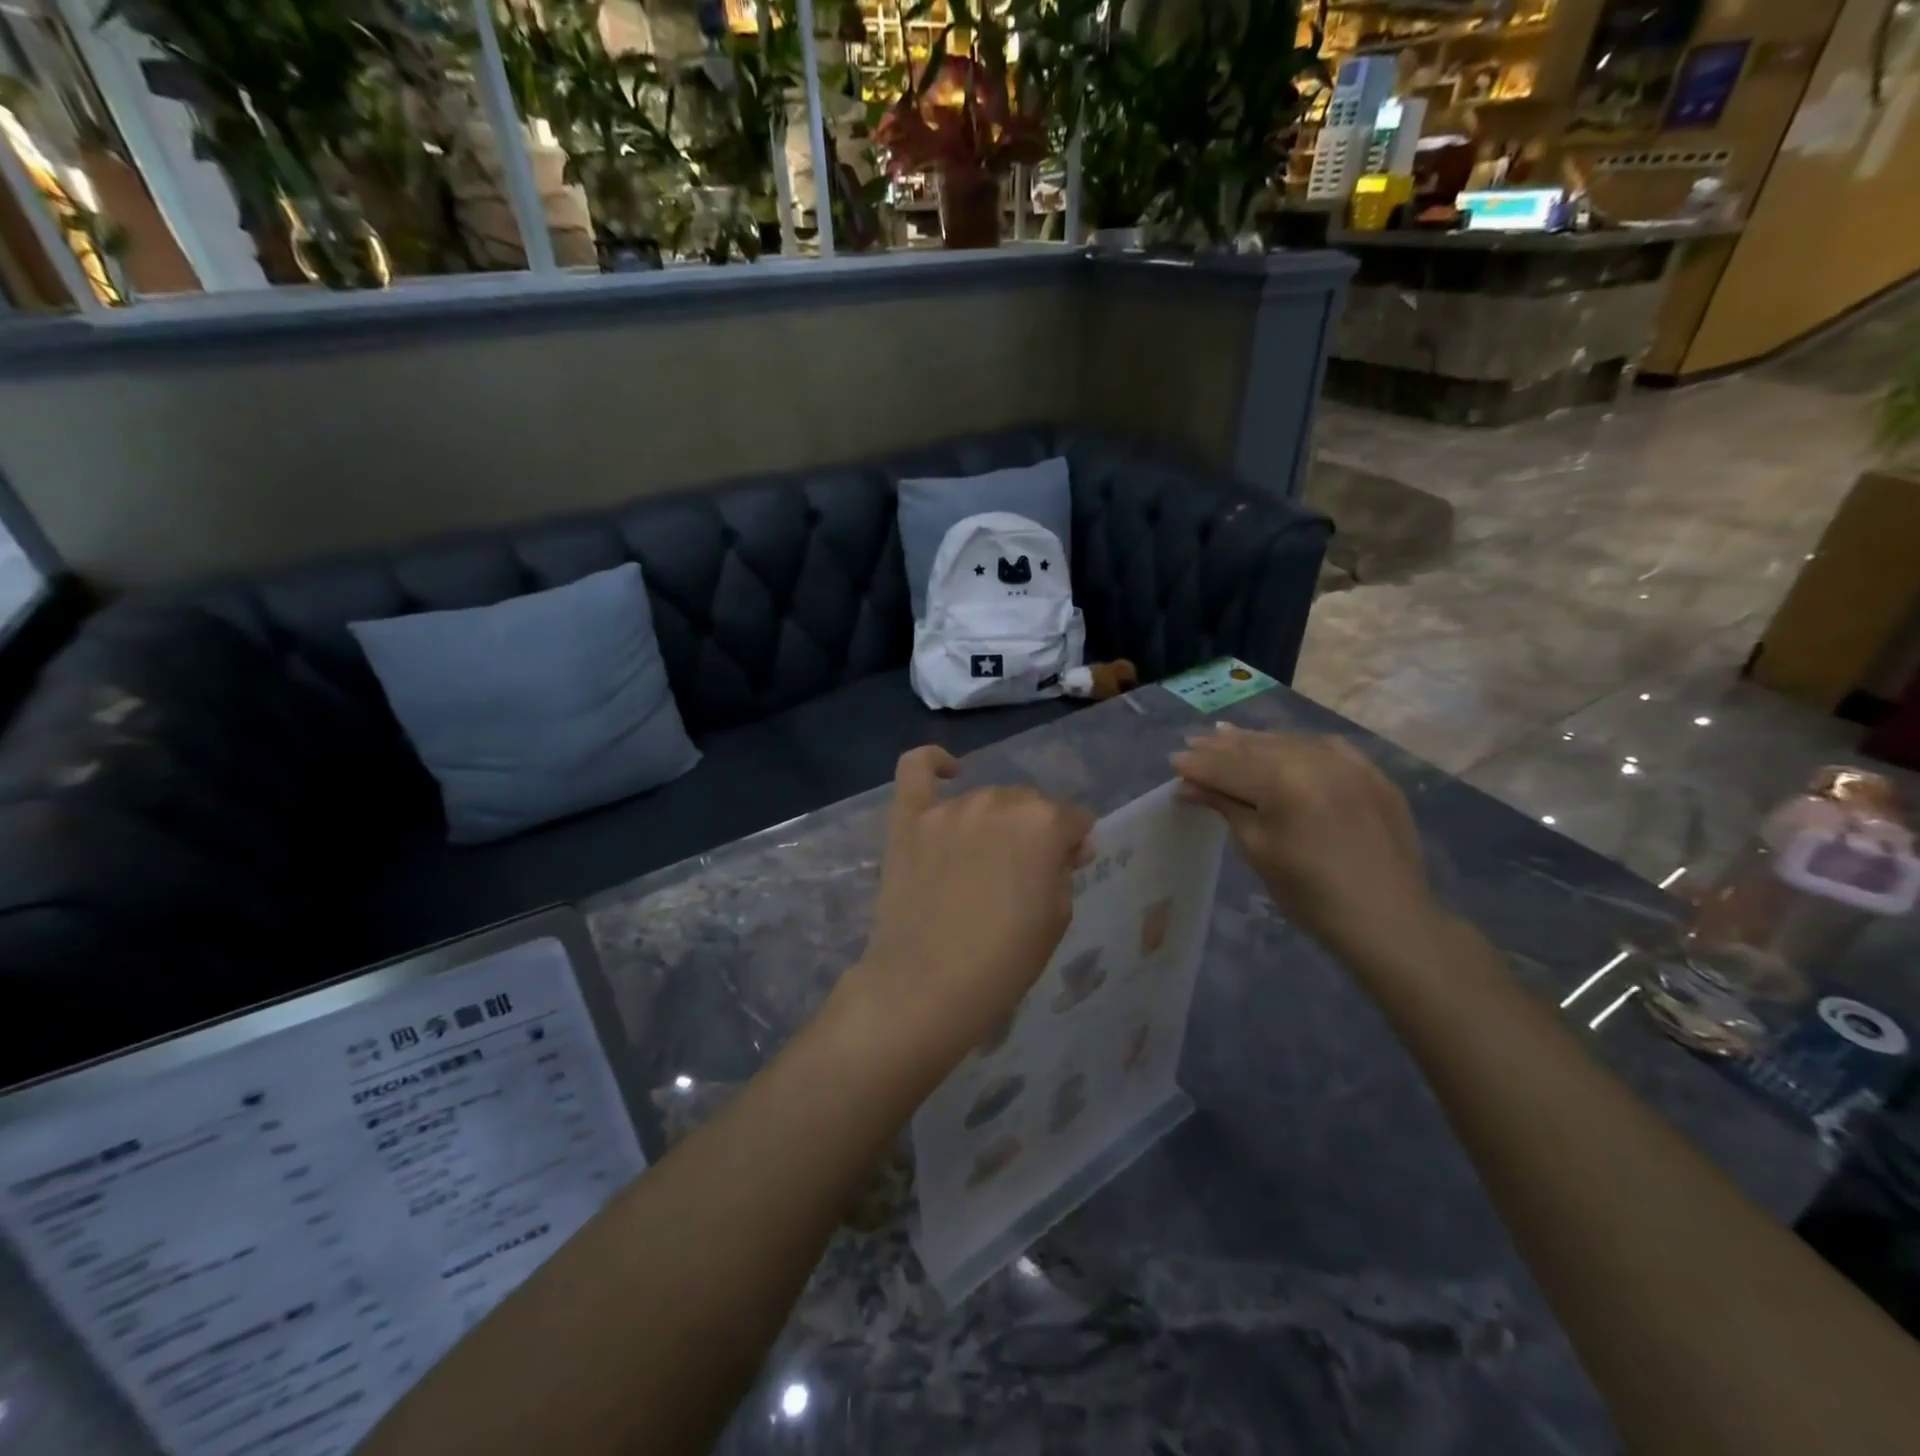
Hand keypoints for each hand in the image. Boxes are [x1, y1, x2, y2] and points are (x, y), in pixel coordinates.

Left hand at [843, 747, 1092, 1074]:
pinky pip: (916, 770)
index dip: (1075, 844)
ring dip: (994, 821)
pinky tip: (947, 769)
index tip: (1068, 868)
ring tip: (984, 860)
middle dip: (1035, 831)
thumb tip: (1065, 847)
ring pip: (984, 798)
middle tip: (1023, 873)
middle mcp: (998, 802)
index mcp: (1043, 823)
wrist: (928, 986)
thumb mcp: (1058, 918)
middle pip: (1027, 804)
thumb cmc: (1004, 961)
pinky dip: (932, 763)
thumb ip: (1064, 870)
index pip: (1073, 818)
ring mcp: (948, 808)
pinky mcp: (908, 819)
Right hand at [1170, 727, 1443, 963]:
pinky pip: (1327, 748)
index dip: (1198, 764)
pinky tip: (1286, 745)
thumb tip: (1189, 785)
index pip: (1228, 766)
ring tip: (1227, 736)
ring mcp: (1349, 763)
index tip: (1174, 760)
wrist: (1388, 919)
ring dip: (1256, 742)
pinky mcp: (1373, 774)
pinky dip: (1298, 745)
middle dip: (1222, 747)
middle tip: (1194, 742)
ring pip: (1290, 742)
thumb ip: (1225, 806)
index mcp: (1283, 780)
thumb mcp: (1257, 849)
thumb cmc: (1310, 893)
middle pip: (1257, 748)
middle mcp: (1316, 759)